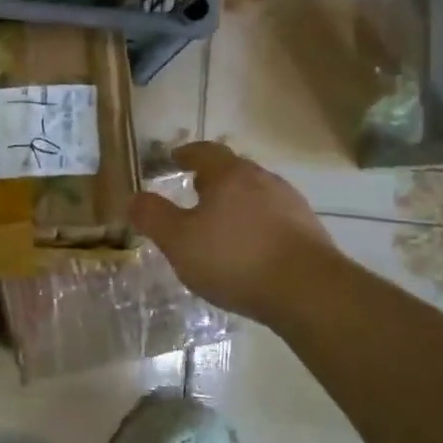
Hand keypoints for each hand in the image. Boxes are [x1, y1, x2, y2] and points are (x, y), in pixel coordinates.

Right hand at [130, 142, 337, 324]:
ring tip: (220, 226)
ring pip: (255, 194)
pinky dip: (256, 226)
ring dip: (236, 204)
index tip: (173, 159)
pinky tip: (250, 250)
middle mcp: (262, 179)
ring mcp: (290, 203)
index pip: (204, 151)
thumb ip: (153, 217)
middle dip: (212, 179)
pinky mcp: (308, 230)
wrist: (308, 291)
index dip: (186, 153)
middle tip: (193, 193)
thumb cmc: (235, 259)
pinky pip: (273, 219)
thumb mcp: (179, 241)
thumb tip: (133, 197)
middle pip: (233, 170)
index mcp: (229, 174)